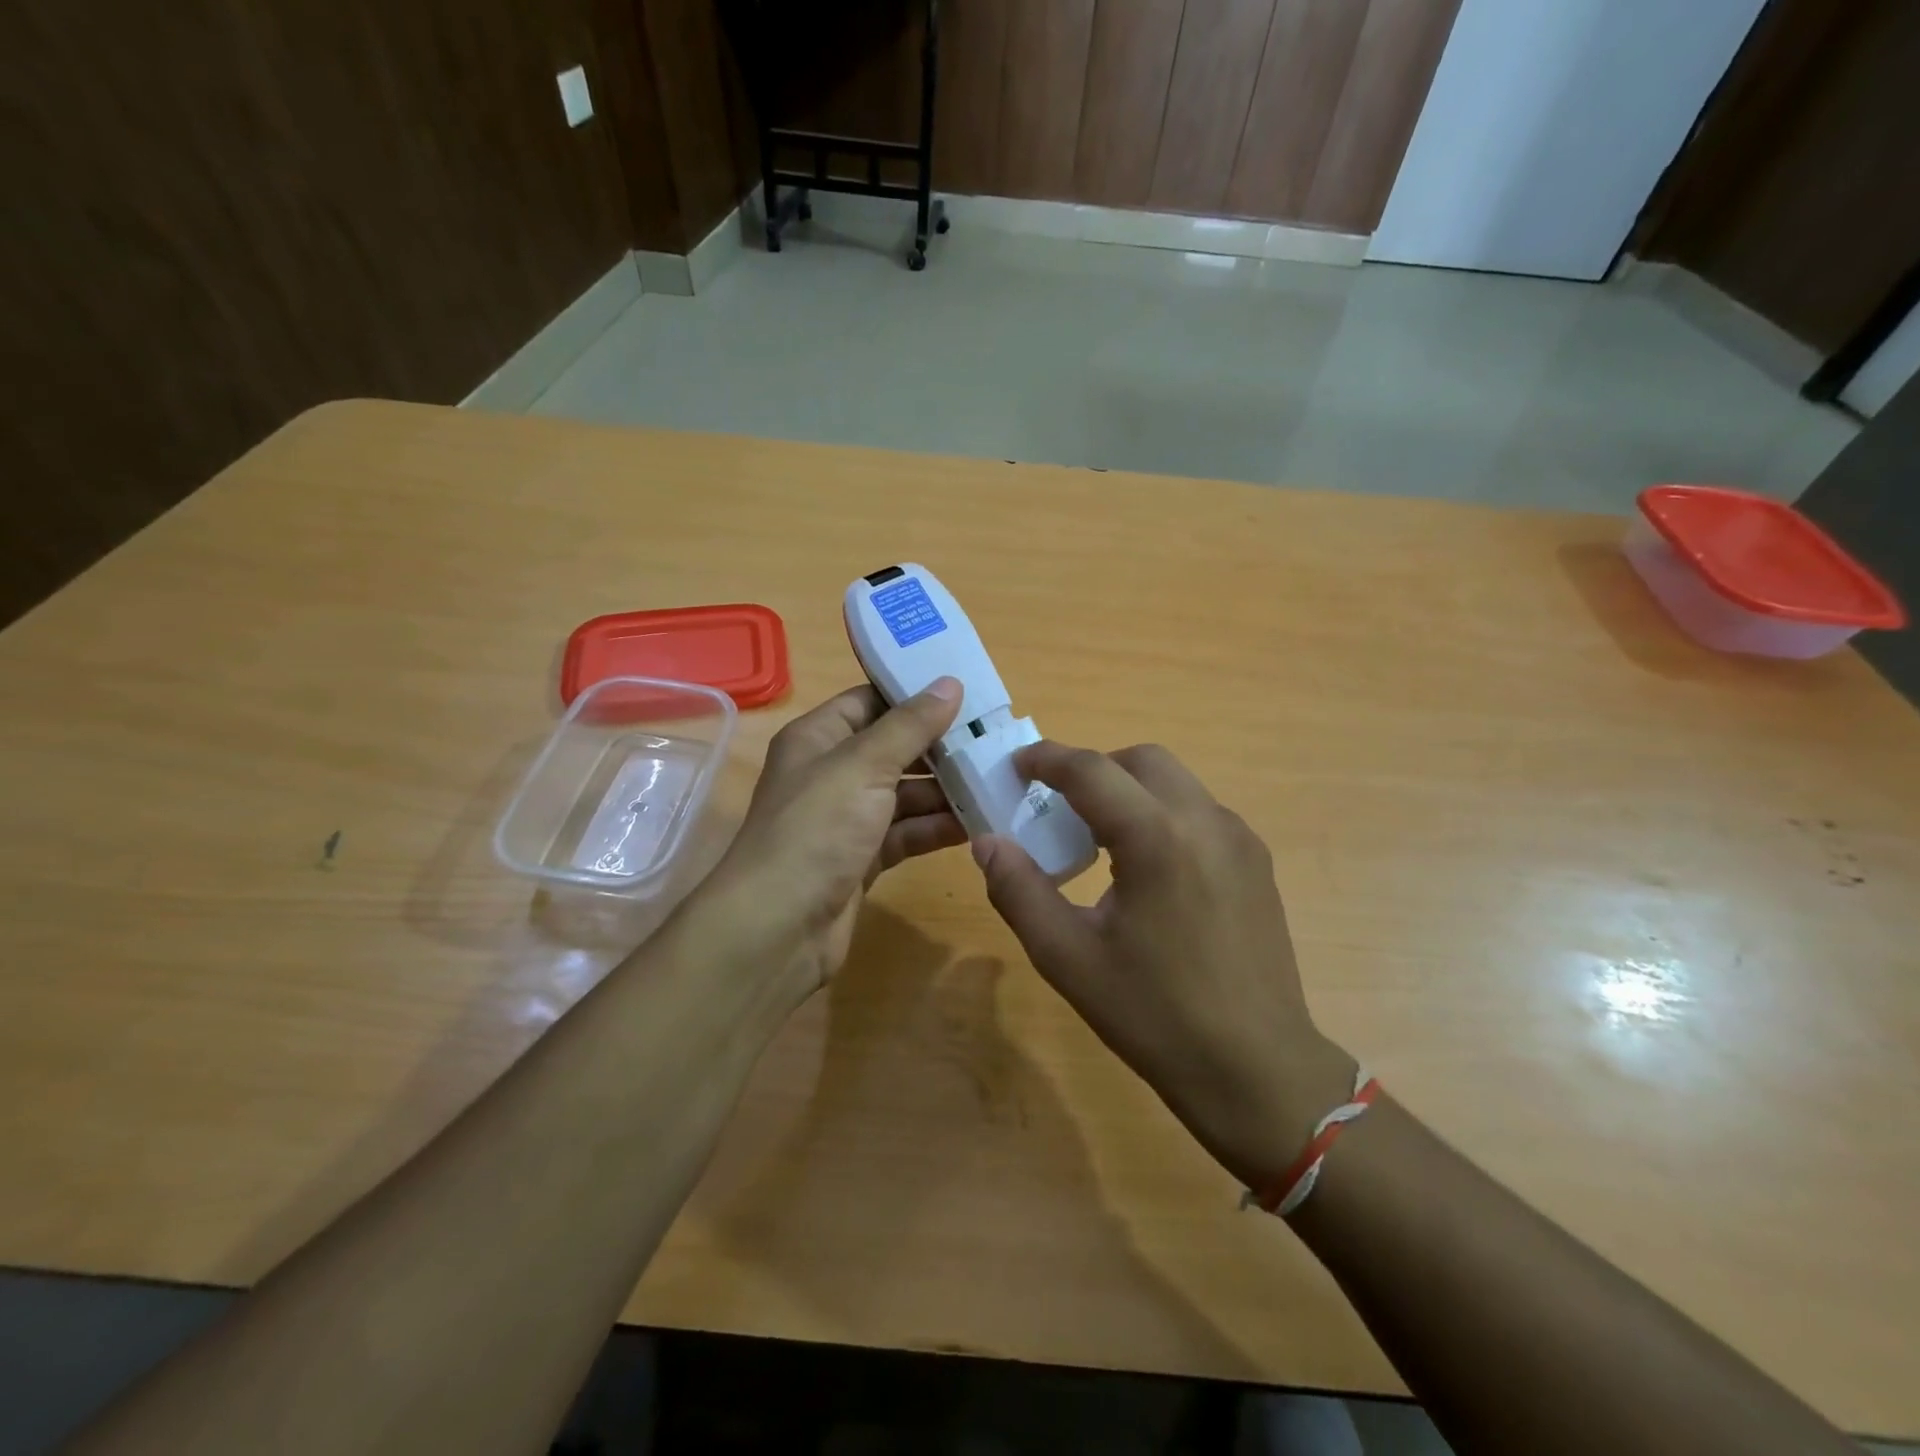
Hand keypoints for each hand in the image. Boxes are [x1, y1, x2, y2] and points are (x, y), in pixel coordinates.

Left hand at [696, 680, 965, 998]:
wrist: (778, 927)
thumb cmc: (816, 829)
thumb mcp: (864, 766)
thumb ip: (910, 725)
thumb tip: (949, 683)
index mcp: (818, 738)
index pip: (870, 701)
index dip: (913, 694)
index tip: (966, 691)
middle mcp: (831, 774)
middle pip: (893, 749)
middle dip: (939, 747)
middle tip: (994, 741)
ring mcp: (847, 819)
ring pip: (904, 794)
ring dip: (945, 791)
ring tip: (995, 782)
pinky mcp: (862, 859)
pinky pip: (905, 833)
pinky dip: (935, 828)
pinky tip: (976, 825)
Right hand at [972, 741, 1354, 1190]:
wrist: (1256, 1070)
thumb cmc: (1154, 1015)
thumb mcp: (1067, 957)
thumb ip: (1019, 890)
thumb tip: (987, 842)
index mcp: (1156, 838)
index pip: (1091, 770)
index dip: (1047, 759)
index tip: (1016, 765)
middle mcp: (1205, 820)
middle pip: (1140, 760)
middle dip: (1092, 769)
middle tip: (1057, 806)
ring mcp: (1239, 839)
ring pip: (1174, 781)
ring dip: (1129, 789)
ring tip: (1099, 840)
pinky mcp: (1257, 861)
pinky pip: (1199, 811)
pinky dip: (1161, 813)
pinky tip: (1146, 868)